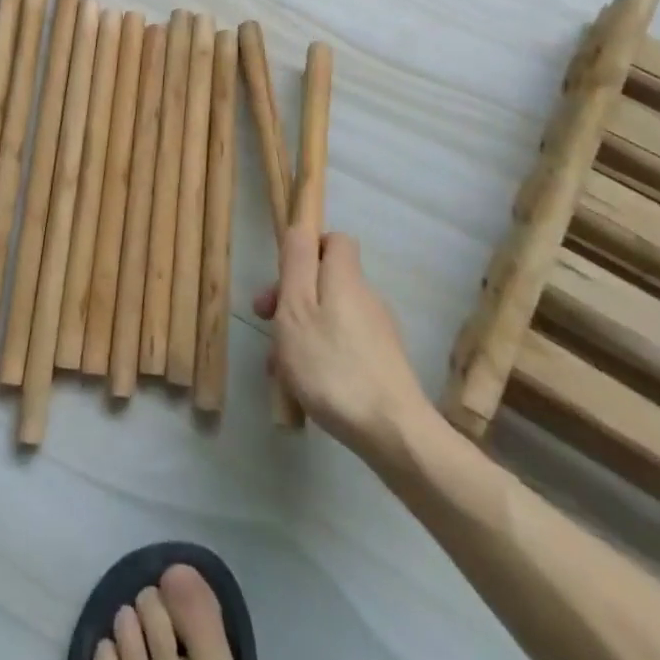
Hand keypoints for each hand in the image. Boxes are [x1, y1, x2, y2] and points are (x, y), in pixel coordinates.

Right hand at [254, 217, 437, 453]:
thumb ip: (296, 263)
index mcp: (345, 278)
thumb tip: (301, 226)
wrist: (393, 433)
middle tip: (266, 325)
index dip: (308, 249)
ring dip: (302, 332)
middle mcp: (366, 297)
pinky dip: (321, 355)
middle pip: (326, 281)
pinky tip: (306, 386)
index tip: (283, 276)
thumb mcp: (297, 308)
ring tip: (279, 368)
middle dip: (293, 298)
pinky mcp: (384, 363)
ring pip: (331, 316)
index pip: (334, 240)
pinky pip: (344, 344)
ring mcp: (379, 332)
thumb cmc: (332, 365)